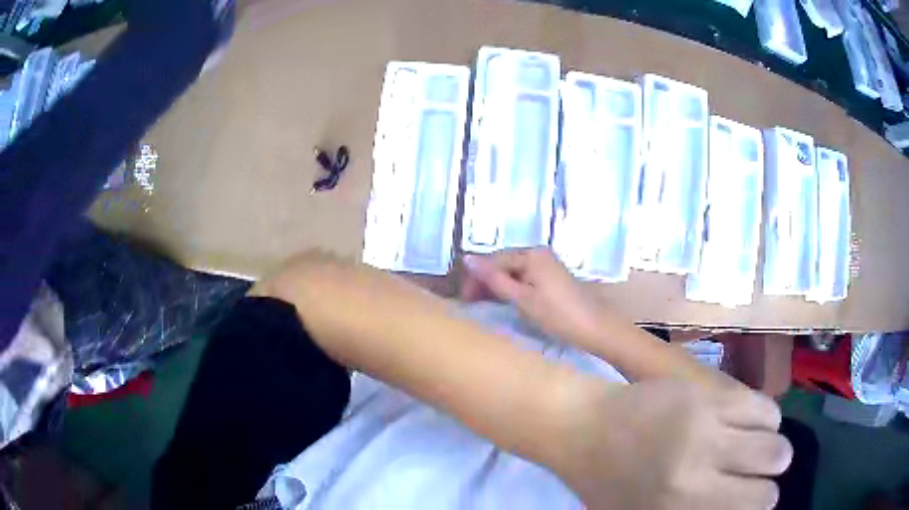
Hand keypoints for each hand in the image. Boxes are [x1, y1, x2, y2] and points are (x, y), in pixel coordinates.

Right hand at [462, 248, 603, 342]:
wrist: (594, 328)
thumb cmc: (557, 314)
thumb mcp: (522, 298)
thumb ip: (494, 279)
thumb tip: (467, 258)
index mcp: (531, 254)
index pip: (494, 260)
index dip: (476, 278)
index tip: (464, 299)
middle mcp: (539, 253)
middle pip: (504, 264)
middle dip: (485, 281)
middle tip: (471, 304)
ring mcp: (547, 265)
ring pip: (513, 272)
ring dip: (497, 286)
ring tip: (483, 304)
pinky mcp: (551, 277)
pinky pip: (525, 278)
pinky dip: (512, 288)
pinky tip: (505, 301)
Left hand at [553, 379, 792, 509]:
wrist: (583, 428)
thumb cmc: (608, 484)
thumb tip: (739, 507)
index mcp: (681, 506)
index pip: (754, 505)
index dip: (762, 501)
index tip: (757, 497)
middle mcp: (701, 468)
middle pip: (774, 464)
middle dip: (772, 471)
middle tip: (761, 472)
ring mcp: (706, 425)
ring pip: (774, 433)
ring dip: (772, 442)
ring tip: (758, 447)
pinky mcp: (705, 394)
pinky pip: (761, 403)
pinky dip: (765, 417)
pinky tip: (753, 423)